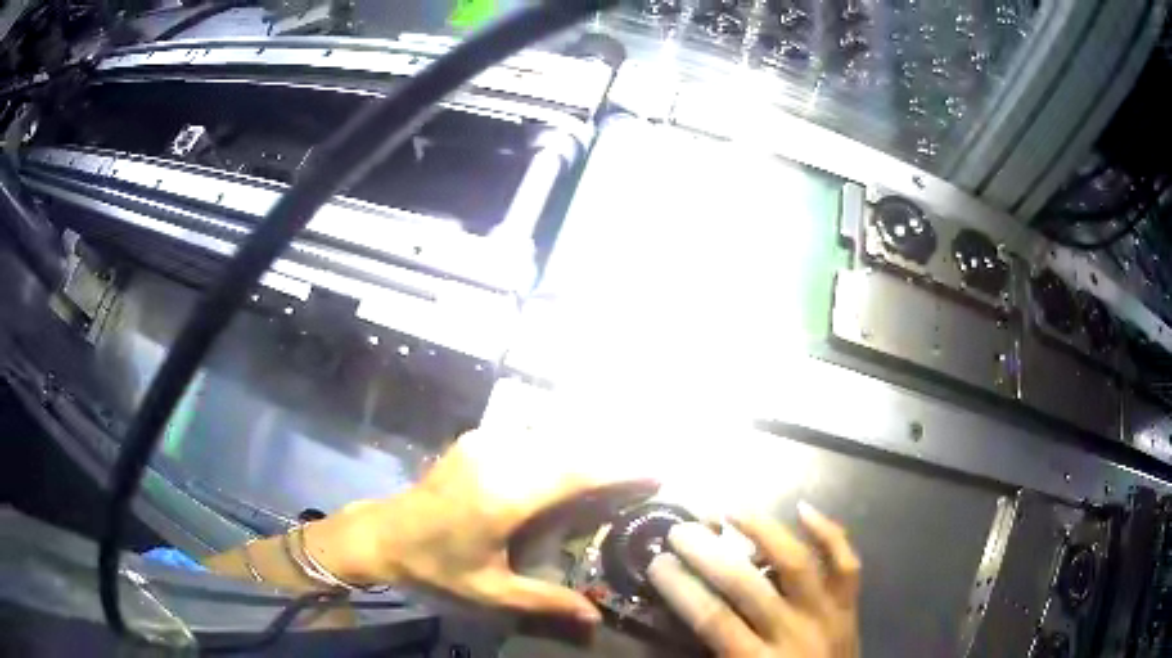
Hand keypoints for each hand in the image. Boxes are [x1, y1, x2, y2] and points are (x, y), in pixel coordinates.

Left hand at [306, 428, 656, 624]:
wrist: (383, 532)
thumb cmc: (436, 566)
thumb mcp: (490, 591)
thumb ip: (545, 601)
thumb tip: (595, 619)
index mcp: (505, 498)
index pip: (576, 473)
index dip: (620, 468)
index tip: (656, 471)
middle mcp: (499, 459)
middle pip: (570, 449)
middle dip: (611, 457)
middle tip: (645, 472)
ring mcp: (485, 443)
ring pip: (551, 437)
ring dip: (585, 450)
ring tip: (614, 470)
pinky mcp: (476, 439)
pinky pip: (529, 436)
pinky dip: (558, 446)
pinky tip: (568, 464)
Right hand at [648, 503, 860, 657]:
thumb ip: (712, 654)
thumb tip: (686, 616)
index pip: (713, 618)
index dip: (682, 588)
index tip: (658, 563)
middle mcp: (793, 631)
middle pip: (747, 585)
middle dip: (709, 555)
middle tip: (682, 531)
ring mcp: (826, 613)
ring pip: (797, 562)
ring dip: (763, 531)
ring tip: (732, 509)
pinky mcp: (850, 604)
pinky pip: (845, 563)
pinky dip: (829, 532)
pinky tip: (803, 509)